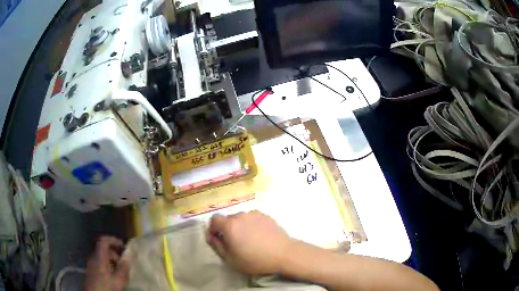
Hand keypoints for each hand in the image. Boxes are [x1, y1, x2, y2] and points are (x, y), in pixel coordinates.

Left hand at [83, 236, 130, 290]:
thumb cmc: (106, 287)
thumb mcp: (119, 280)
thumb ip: (124, 267)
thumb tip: (129, 254)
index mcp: (99, 257)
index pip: (103, 241)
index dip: (113, 240)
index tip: (123, 245)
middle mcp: (93, 258)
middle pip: (104, 250)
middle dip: (116, 254)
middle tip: (126, 263)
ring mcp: (91, 265)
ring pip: (102, 258)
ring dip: (112, 262)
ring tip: (122, 271)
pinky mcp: (91, 272)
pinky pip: (100, 264)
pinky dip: (108, 267)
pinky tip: (114, 277)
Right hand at [206, 210, 294, 275]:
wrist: (283, 254)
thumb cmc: (255, 260)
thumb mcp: (230, 259)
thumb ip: (216, 245)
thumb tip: (210, 236)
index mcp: (230, 225)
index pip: (214, 220)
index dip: (213, 229)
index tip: (217, 240)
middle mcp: (241, 215)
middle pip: (228, 219)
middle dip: (227, 229)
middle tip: (234, 243)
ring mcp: (254, 214)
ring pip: (241, 219)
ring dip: (240, 227)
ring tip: (248, 240)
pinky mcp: (266, 215)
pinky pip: (253, 219)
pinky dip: (251, 225)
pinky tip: (259, 236)